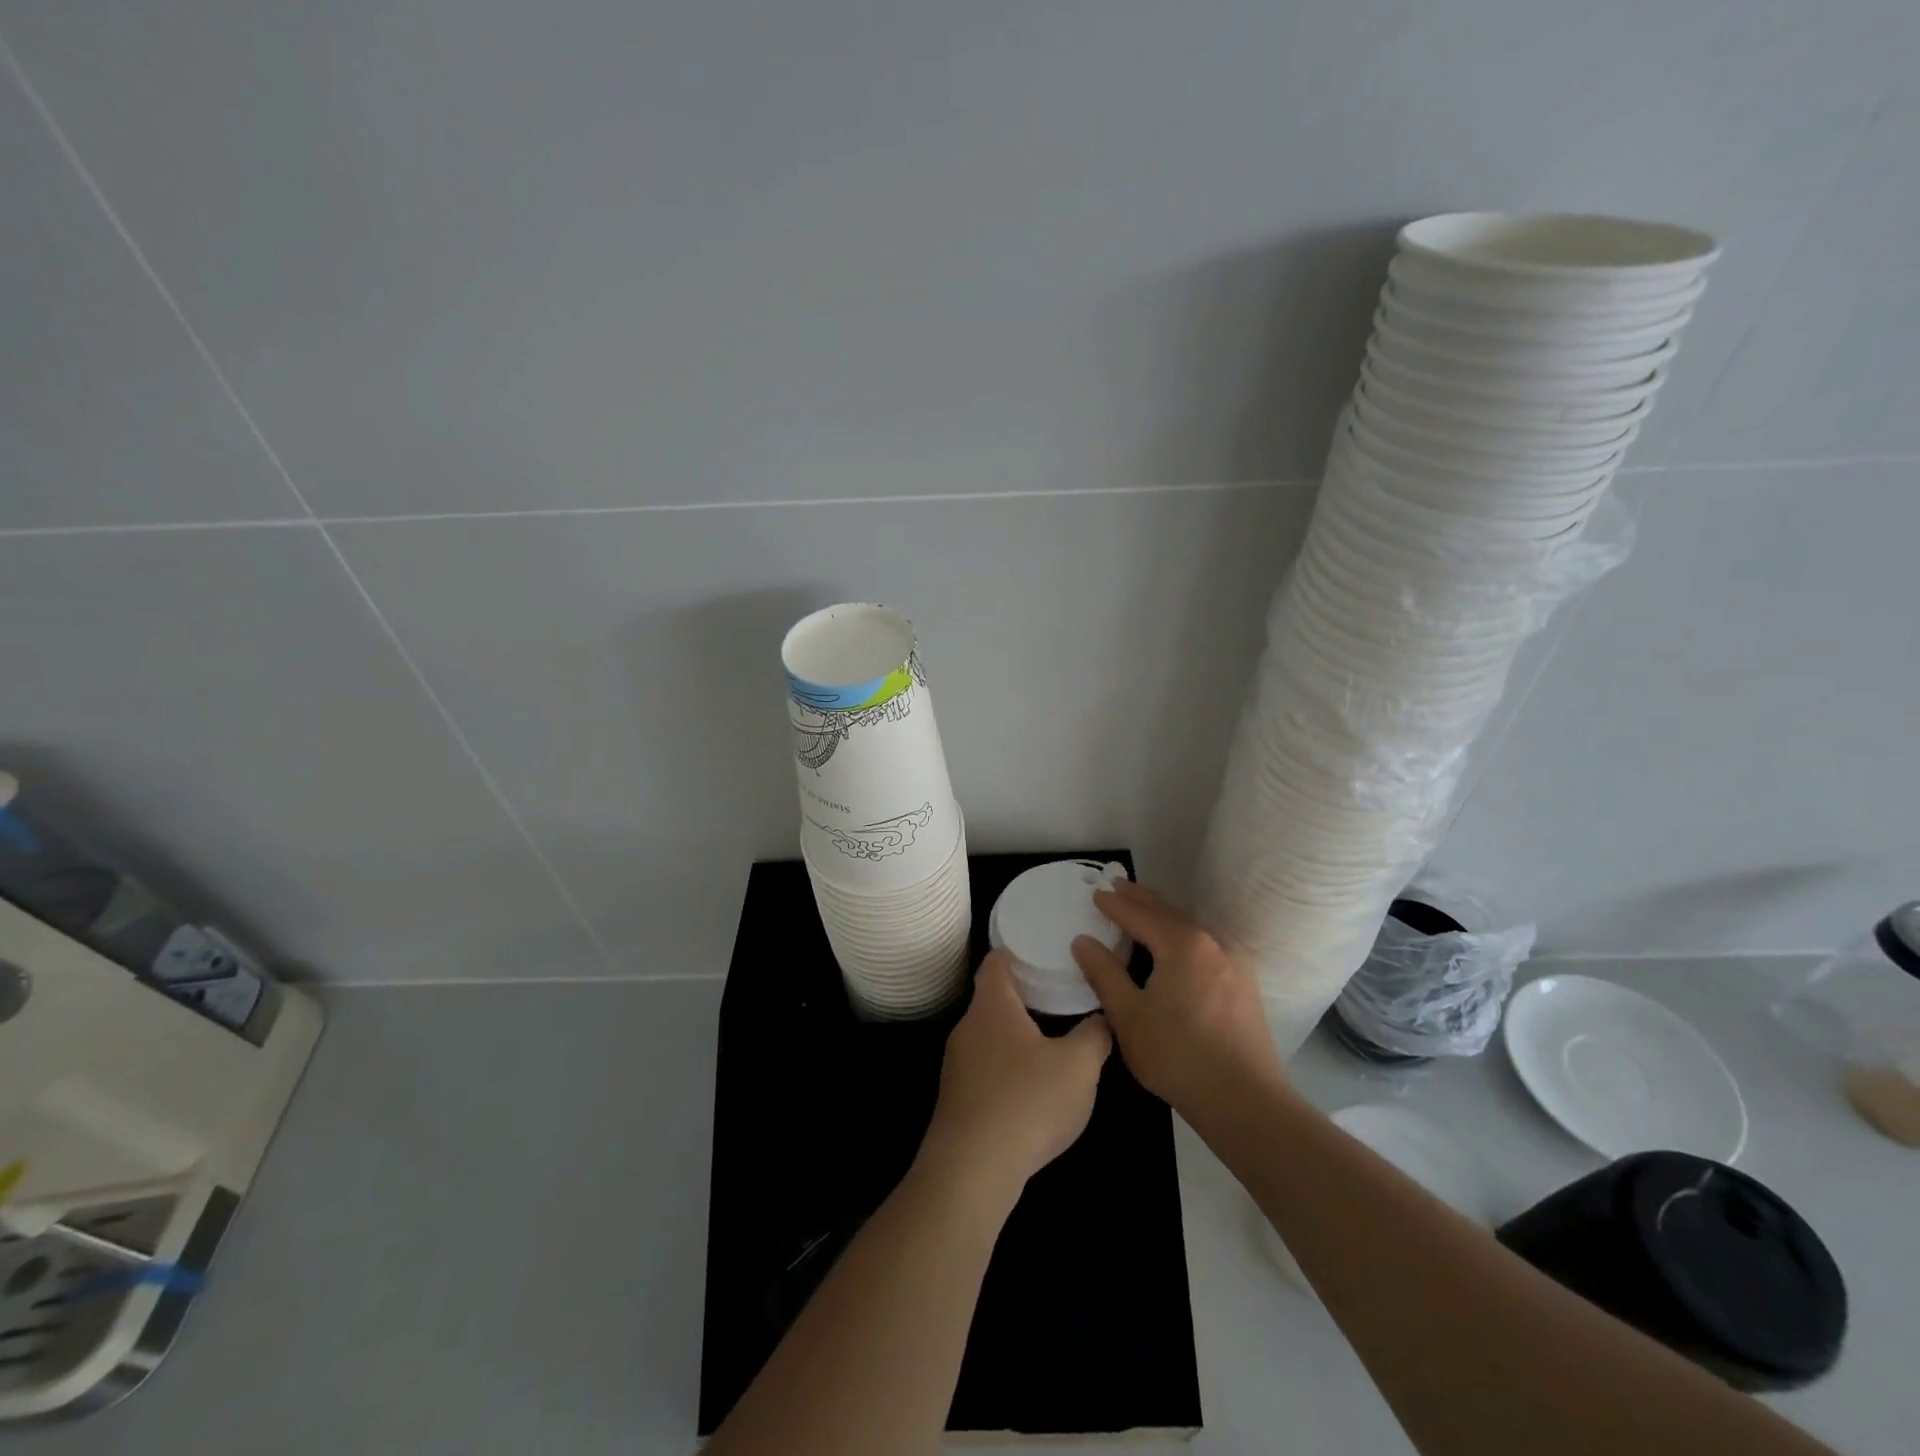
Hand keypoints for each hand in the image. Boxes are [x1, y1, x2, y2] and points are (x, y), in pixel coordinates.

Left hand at [920, 953, 1111, 1200]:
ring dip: (1014, 1036)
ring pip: (988, 1036)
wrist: (971, 1170)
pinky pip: (984, 1069)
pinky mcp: (956, 1100)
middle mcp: (967, 1027)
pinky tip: (1028, 1090)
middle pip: (992, 999)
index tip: (1040, 952)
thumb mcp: (1079, 1066)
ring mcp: (956, 1065)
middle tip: (1056, 997)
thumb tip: (1102, 1019)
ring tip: (1048, 1043)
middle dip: (1022, 997)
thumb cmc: (1027, 1102)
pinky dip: (1005, 1069)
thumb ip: (1095, 1036)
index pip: (996, 962)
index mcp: (992, 1006)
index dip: (1016, 953)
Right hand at [1071, 880, 1287, 1121]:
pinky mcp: (1245, 986)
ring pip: (1191, 928)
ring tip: (1144, 910)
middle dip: (1142, 899)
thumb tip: (1083, 941)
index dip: (1116, 905)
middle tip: (1119, 886)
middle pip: (1170, 913)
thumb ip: (1104, 973)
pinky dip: (1183, 936)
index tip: (1096, 894)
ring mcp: (1234, 964)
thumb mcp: (1128, 1015)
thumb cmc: (1177, 1055)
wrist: (1245, 1101)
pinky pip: (1206, 946)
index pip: (1141, 915)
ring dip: (1164, 916)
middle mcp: (1212, 943)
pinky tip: (1178, 947)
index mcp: (1182, 945)